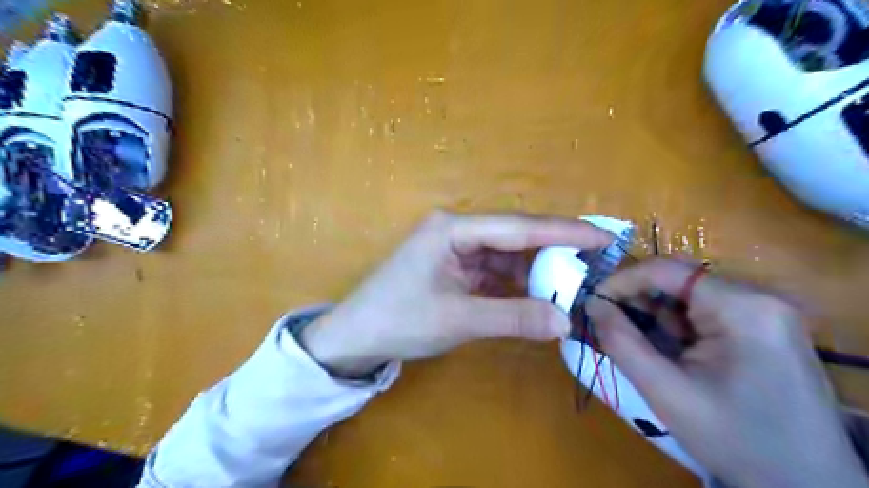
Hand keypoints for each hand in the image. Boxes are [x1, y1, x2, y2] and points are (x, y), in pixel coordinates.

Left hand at [298, 210, 610, 377]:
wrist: (355, 337)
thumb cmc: (399, 321)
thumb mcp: (459, 320)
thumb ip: (514, 317)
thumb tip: (566, 321)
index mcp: (454, 229)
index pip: (519, 227)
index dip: (564, 232)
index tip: (603, 237)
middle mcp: (457, 229)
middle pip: (515, 236)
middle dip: (554, 250)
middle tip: (597, 261)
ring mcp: (456, 248)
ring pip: (507, 254)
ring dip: (536, 270)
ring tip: (575, 282)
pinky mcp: (455, 267)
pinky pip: (494, 270)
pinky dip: (516, 282)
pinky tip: (539, 293)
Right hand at [586, 258, 864, 487]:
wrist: (805, 486)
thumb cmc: (733, 439)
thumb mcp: (666, 391)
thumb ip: (621, 342)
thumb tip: (591, 304)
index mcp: (742, 308)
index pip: (667, 270)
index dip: (622, 280)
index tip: (592, 301)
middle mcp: (759, 298)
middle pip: (679, 281)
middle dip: (638, 299)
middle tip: (607, 322)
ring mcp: (765, 312)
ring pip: (689, 296)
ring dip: (655, 314)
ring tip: (632, 338)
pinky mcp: (763, 328)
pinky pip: (704, 313)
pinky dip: (675, 326)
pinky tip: (663, 347)